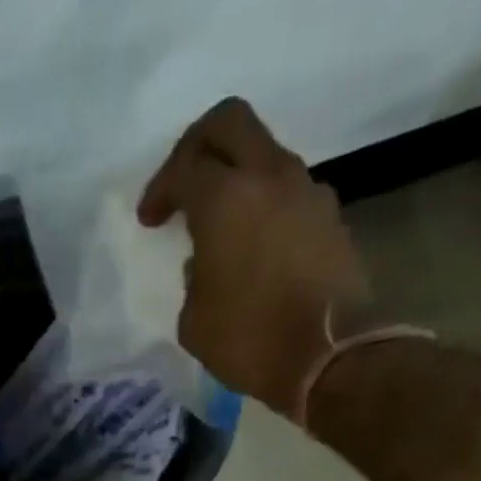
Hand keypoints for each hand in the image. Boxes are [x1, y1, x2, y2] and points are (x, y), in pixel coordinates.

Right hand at [139, 98, 368, 411]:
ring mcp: (307, 193)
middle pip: (231, 123)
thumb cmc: (249, 340)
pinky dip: (264, 209)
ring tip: (220, 228)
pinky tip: (253, 251)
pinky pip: (287, 195)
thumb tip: (206, 262)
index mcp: (225, 199)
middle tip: (183, 183)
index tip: (150, 220)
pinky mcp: (330, 218)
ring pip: (264, 158)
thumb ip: (193, 279)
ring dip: (237, 181)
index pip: (185, 166)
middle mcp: (270, 178)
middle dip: (199, 145)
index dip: (161, 188)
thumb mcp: (194, 321)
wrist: (330, 357)